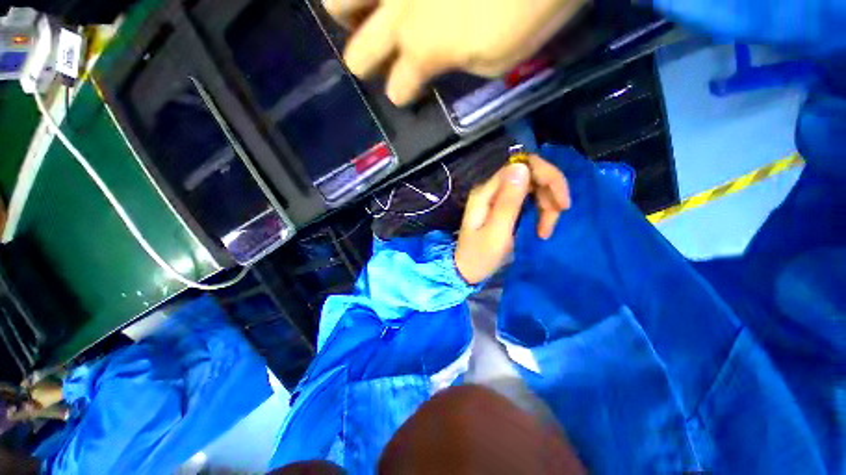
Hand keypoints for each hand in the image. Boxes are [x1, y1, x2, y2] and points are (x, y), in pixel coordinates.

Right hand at [324, 0, 588, 104]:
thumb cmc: (531, 4)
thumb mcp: (498, 59)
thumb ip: (462, 65)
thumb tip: (446, 59)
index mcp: (424, 51)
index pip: (398, 88)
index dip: (400, 95)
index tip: (405, 93)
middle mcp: (398, 13)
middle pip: (358, 54)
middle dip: (364, 62)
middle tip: (377, 57)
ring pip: (337, 0)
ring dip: (346, 13)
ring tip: (362, 12)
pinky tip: (384, 0)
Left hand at [455, 155, 569, 284]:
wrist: (466, 271)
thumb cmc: (479, 256)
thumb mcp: (496, 232)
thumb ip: (508, 201)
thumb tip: (522, 166)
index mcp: (486, 192)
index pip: (522, 165)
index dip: (548, 177)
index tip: (562, 204)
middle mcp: (491, 188)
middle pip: (530, 174)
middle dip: (550, 193)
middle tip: (558, 217)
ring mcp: (497, 196)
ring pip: (533, 187)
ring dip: (547, 205)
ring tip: (546, 230)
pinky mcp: (503, 206)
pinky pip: (528, 199)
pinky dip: (540, 210)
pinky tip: (542, 227)